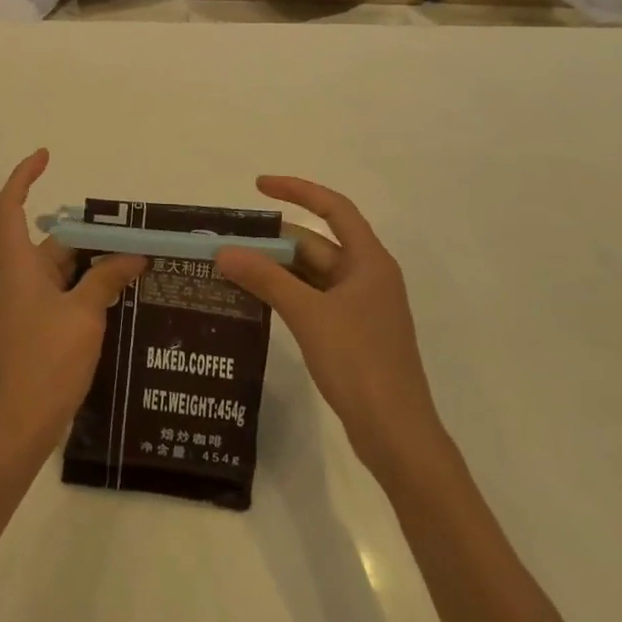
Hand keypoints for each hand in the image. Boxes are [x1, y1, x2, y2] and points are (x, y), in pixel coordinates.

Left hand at [0, 150, 146, 464]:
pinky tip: (130, 294)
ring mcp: (34, 304)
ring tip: (143, 260)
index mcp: (20, 264)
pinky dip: (96, 288)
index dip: (24, 176)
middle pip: (56, 239)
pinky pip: (73, 293)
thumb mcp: (83, 315)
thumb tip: (133, 256)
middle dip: (92, 232)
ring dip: (100, 263)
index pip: (11, 207)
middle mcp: (24, 277)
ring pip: (69, 268)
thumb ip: (107, 279)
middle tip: (135, 231)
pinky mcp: (46, 327)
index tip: (46, 156)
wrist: (20, 426)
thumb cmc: (45, 362)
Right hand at [215, 177, 442, 464]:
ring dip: (277, 268)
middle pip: (317, 243)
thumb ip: (266, 279)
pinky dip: (285, 293)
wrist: (397, 435)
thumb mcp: (308, 315)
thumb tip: (225, 251)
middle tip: (230, 240)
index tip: (258, 186)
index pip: (334, 208)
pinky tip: (255, 299)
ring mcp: (360, 307)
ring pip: (312, 273)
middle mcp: (367, 277)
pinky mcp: (351, 334)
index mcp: (369, 262)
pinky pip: (313, 299)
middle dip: (275, 240)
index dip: (297, 190)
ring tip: (233, 266)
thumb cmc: (360, 364)